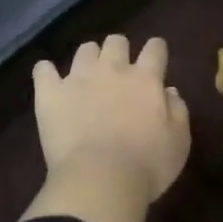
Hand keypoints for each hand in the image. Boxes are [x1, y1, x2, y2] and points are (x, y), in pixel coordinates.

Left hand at [32, 36, 190, 204]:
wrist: (100, 180)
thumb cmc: (147, 166)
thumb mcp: (179, 142)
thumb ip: (178, 111)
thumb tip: (169, 91)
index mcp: (145, 79)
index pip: (155, 49)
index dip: (156, 50)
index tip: (155, 57)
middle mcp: (112, 69)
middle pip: (116, 42)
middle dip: (119, 51)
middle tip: (119, 71)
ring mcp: (78, 77)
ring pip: (85, 50)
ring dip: (89, 59)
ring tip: (87, 77)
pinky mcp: (51, 92)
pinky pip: (43, 70)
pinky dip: (46, 73)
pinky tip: (49, 81)